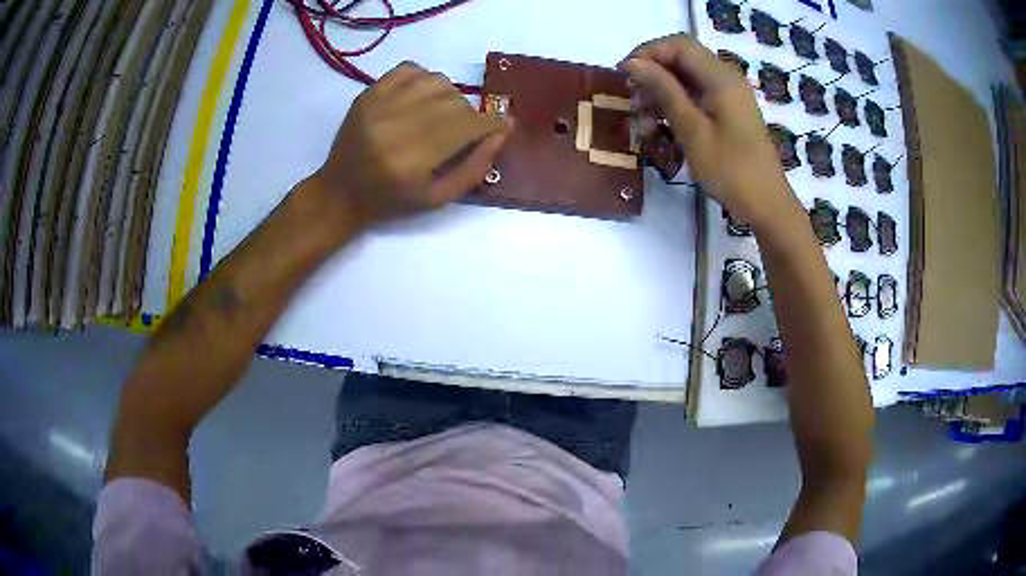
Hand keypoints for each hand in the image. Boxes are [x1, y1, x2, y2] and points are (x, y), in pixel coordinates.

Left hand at [311, 62, 510, 228]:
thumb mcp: (437, 199)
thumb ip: (474, 168)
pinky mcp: (368, 93)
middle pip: (454, 102)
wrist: (340, 193)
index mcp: (412, 160)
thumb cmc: (391, 201)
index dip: (491, 123)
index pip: (466, 126)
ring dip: (449, 96)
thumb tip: (501, 133)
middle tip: (463, 131)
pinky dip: (425, 79)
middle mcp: (396, 126)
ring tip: (441, 113)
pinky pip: (410, 69)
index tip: (501, 125)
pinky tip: (422, 97)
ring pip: (437, 81)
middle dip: (469, 115)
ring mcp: (379, 105)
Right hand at [621, 35, 796, 228]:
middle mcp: (727, 78)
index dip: (648, 53)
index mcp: (721, 78)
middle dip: (653, 74)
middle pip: (682, 59)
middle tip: (633, 102)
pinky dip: (677, 105)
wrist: (767, 205)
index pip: (679, 45)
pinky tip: (662, 127)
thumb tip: (633, 63)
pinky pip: (697, 96)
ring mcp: (729, 96)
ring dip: (662, 93)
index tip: (624, 75)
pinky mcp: (729, 112)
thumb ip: (664, 92)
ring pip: (687, 78)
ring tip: (645, 122)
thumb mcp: (692, 131)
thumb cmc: (731, 171)